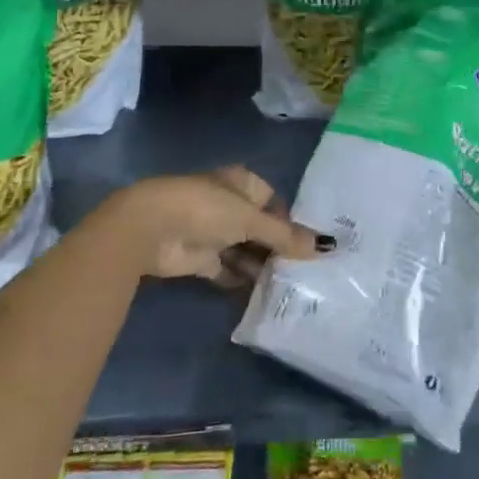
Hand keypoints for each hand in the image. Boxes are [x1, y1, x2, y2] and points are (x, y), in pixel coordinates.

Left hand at [84, 167, 324, 284]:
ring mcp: (213, 232)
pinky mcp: (200, 258)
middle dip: (277, 248)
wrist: (150, 229)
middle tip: (304, 272)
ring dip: (261, 266)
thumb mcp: (251, 219)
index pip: (273, 201)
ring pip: (245, 250)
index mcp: (242, 183)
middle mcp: (228, 204)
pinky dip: (242, 281)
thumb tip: (327, 246)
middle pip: (260, 228)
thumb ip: (286, 236)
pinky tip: (263, 295)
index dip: (289, 222)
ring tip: (289, 288)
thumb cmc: (205, 209)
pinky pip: (228, 270)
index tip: (309, 246)